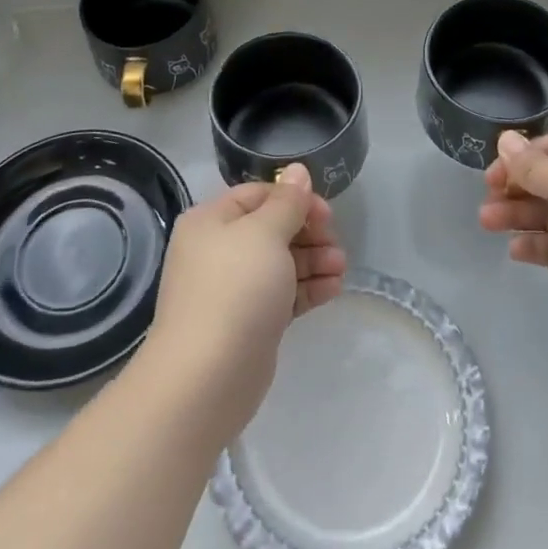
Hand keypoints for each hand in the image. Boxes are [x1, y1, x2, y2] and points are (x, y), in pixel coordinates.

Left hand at [145, 164, 347, 443]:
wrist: (206, 378)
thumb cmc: (235, 290)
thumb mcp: (265, 234)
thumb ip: (287, 202)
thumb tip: (297, 170)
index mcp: (211, 221)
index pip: (258, 195)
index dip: (294, 199)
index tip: (326, 213)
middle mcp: (217, 250)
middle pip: (271, 229)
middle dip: (308, 233)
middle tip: (336, 244)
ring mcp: (232, 289)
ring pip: (279, 263)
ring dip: (313, 261)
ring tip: (341, 268)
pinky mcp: (247, 322)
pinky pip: (281, 294)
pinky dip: (306, 289)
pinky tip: (334, 289)